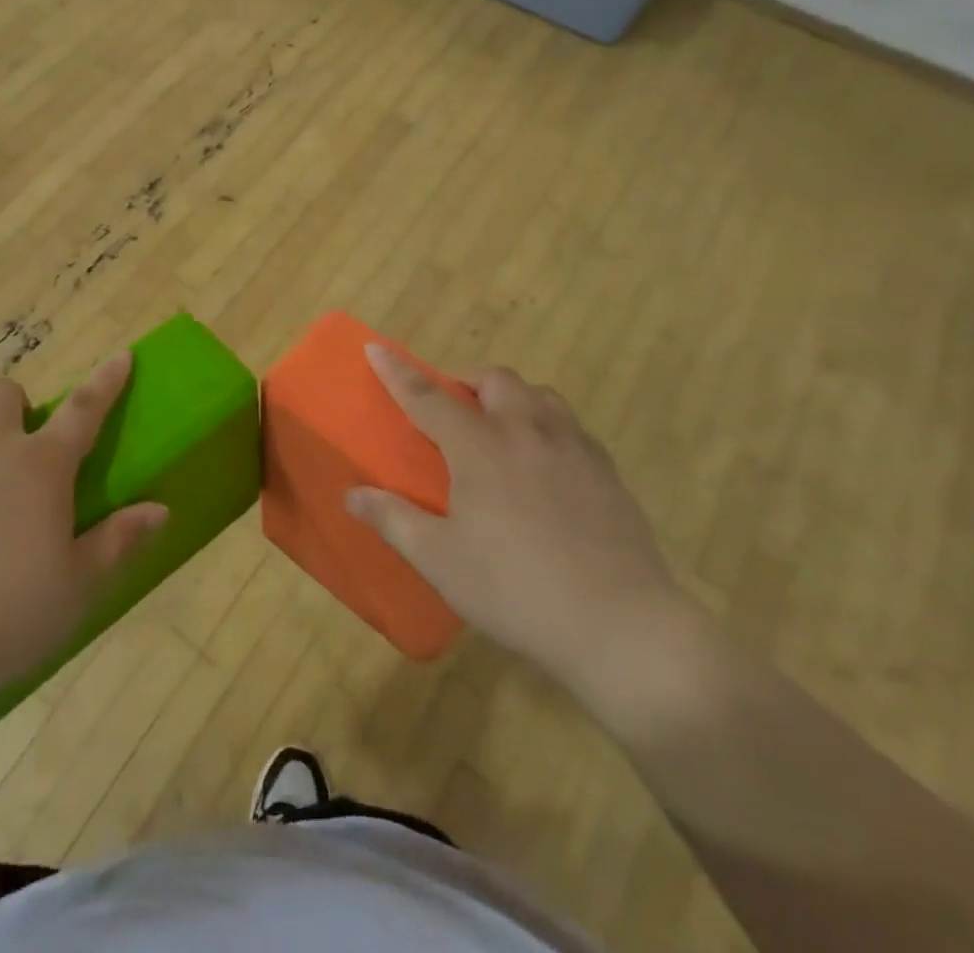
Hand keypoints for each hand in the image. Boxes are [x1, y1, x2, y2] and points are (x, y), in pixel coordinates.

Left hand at [0, 353, 166, 703]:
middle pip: (2, 393)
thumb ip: (119, 541)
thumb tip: (160, 509)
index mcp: (40, 467)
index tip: (121, 357)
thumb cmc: (7, 616)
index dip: (105, 381)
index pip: (83, 409)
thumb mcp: (78, 586)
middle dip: (16, 405)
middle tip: (21, 443)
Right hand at [350, 346, 689, 703]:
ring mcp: (573, 447)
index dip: (397, 372)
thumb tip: (352, 494)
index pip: (427, 397)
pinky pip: (570, 425)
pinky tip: (545, 461)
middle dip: (465, 380)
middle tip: (450, 406)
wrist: (621, 625)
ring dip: (510, 396)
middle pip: (494, 380)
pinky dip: (545, 423)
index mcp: (480, 447)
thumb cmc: (516, 589)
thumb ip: (393, 519)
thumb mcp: (440, 560)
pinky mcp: (607, 471)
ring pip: (538, 394)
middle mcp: (526, 431)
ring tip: (499, 425)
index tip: (375, 348)